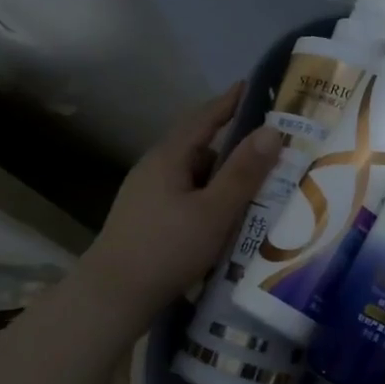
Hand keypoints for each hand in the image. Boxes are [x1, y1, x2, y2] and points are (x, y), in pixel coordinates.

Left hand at [82, 84, 283, 315]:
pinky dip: (211, 196)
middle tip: (271, 144)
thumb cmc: (166, 249)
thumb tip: (272, 131)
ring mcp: (147, 194)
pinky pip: (187, 195)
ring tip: (258, 183)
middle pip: (200, 145)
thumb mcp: (214, 211)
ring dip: (223, 175)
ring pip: (194, 174)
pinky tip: (227, 214)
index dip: (231, 101)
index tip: (254, 85)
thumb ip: (243, 172)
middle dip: (234, 143)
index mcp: (169, 157)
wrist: (112, 298)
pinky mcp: (148, 218)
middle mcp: (155, 168)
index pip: (205, 117)